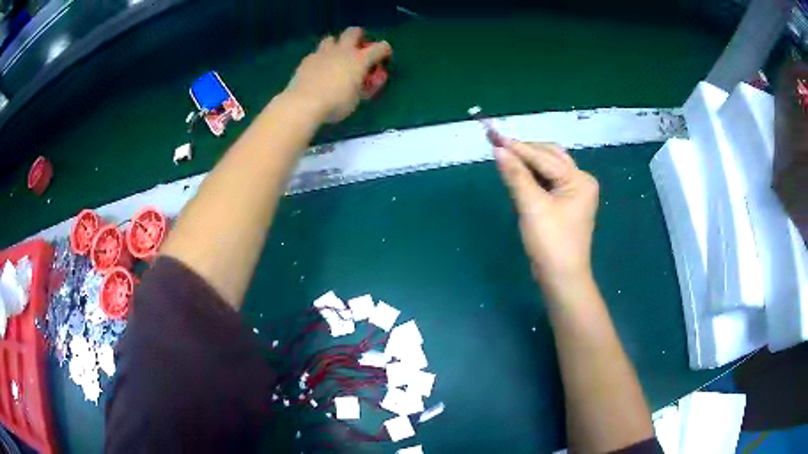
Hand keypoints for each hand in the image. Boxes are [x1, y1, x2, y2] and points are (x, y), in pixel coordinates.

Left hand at [285, 27, 391, 123]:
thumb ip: (364, 87)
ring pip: (331, 39)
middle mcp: (343, 51)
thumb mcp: (357, 99)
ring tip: (335, 58)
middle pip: (354, 31)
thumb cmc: (336, 104)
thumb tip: (366, 82)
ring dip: (336, 45)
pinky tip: (318, 70)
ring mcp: (323, 53)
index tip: (383, 59)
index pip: (380, 47)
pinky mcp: (307, 60)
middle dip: (359, 37)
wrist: (304, 104)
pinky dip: (321, 59)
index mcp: (360, 59)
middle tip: (358, 49)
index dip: (385, 51)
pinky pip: (316, 53)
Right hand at [495, 141, 599, 289]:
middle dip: (525, 152)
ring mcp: (574, 193)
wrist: (561, 278)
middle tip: (499, 147)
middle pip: (550, 156)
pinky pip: (548, 181)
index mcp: (579, 180)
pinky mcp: (565, 203)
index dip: (518, 148)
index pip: (544, 157)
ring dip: (528, 163)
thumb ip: (516, 176)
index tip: (494, 137)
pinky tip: (518, 175)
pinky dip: (532, 176)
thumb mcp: (532, 207)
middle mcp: (580, 181)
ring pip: (548, 167)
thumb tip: (498, 150)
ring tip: (505, 159)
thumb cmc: (550, 243)